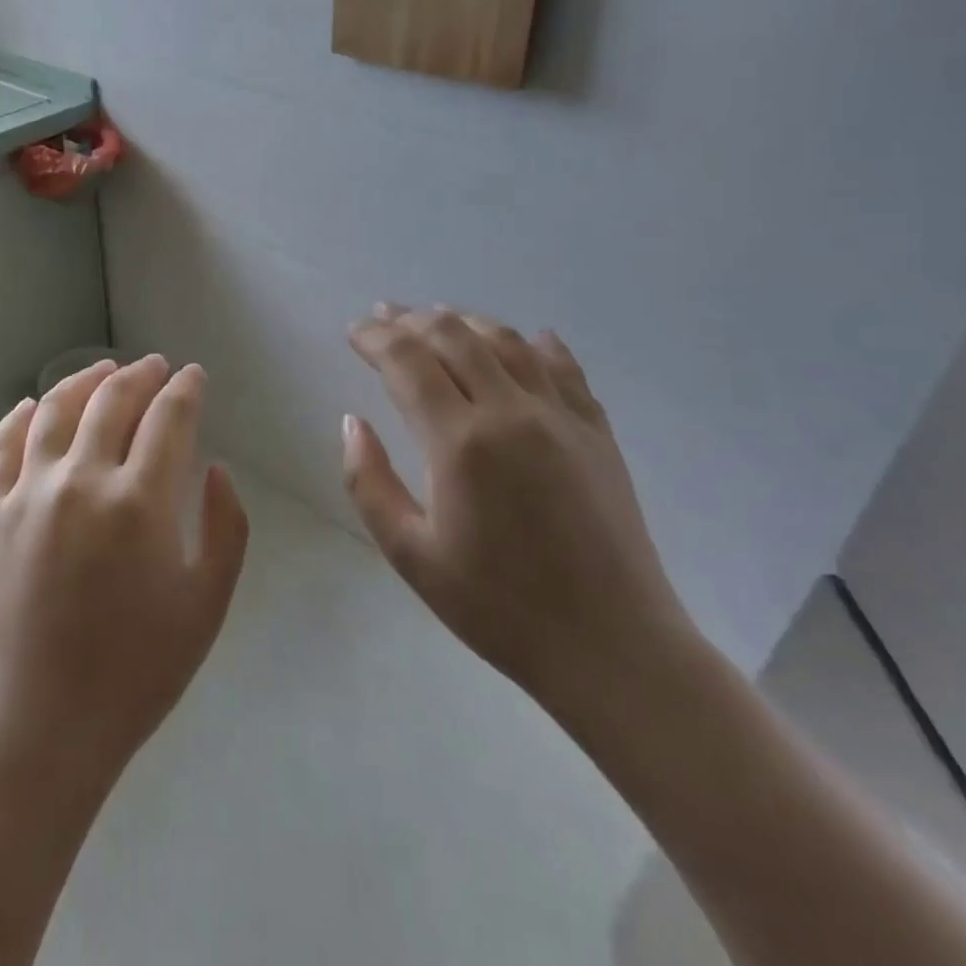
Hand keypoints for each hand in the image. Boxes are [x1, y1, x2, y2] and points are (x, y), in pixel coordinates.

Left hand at [0, 356, 248, 785]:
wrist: (38, 726)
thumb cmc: (135, 673)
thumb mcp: (207, 605)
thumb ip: (226, 528)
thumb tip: (216, 468)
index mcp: (141, 502)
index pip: (168, 418)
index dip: (185, 389)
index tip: (193, 376)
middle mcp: (83, 480)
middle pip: (113, 401)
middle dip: (141, 375)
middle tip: (155, 367)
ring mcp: (30, 492)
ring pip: (58, 410)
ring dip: (85, 380)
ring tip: (104, 369)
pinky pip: (5, 445)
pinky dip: (21, 416)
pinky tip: (34, 405)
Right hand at [342, 305, 693, 707]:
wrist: (612, 649)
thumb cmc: (498, 607)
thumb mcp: (410, 555)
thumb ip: (368, 482)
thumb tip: (352, 422)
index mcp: (460, 442)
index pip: (407, 361)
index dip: (374, 338)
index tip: (353, 331)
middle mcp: (511, 412)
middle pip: (454, 336)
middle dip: (411, 320)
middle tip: (384, 317)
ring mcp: (562, 418)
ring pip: (507, 341)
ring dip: (464, 321)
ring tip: (437, 318)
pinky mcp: (598, 432)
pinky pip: (564, 368)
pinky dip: (535, 345)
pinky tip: (525, 340)